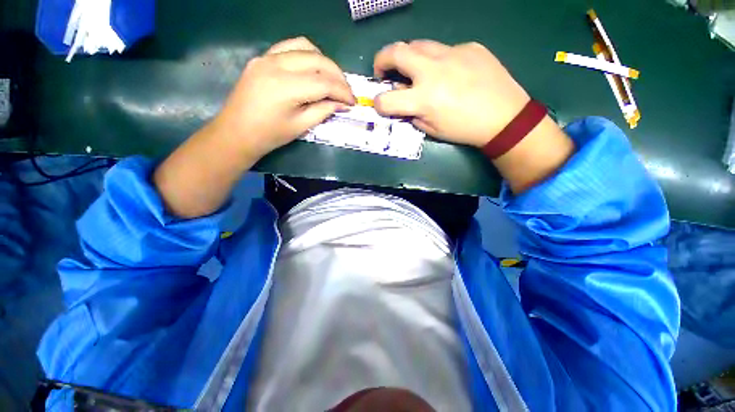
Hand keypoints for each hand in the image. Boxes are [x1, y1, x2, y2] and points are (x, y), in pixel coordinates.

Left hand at [153, 37, 355, 217]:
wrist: (236, 132)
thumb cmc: (270, 135)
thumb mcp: (301, 126)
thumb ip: (323, 111)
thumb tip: (343, 104)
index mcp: (286, 87)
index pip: (324, 83)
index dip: (343, 92)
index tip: (353, 102)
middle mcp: (276, 64)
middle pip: (318, 60)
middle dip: (338, 76)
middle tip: (346, 92)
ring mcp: (267, 57)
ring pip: (305, 47)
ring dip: (324, 61)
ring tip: (331, 79)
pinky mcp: (262, 57)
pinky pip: (289, 47)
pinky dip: (307, 55)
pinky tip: (312, 69)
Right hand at [373, 40, 529, 146]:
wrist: (505, 116)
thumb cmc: (464, 129)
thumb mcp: (432, 130)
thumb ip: (412, 114)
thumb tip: (403, 101)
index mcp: (423, 99)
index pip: (386, 99)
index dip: (378, 103)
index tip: (381, 104)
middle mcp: (433, 71)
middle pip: (395, 52)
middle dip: (381, 60)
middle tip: (384, 71)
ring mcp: (452, 54)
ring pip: (418, 44)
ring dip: (408, 57)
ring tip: (414, 70)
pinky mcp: (469, 47)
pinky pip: (444, 50)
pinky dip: (438, 61)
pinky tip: (450, 73)